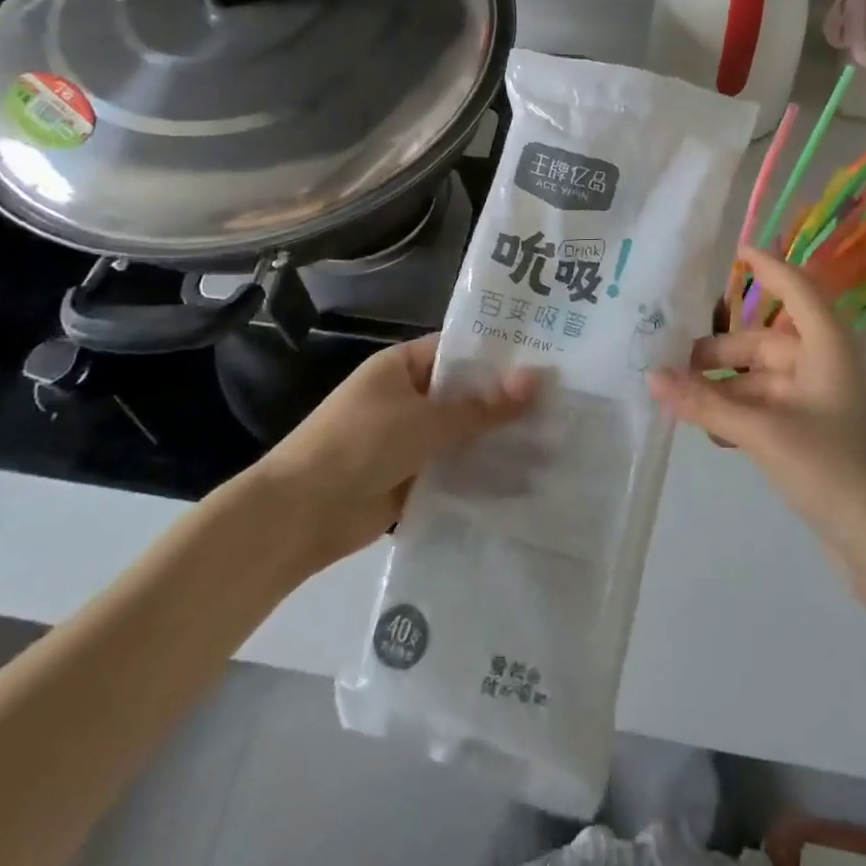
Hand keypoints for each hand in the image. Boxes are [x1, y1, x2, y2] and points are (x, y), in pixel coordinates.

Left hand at [260, 336, 536, 566]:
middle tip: (565, 401)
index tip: (548, 359)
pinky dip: (481, 472)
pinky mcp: (412, 478)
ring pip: (463, 433)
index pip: (460, 350)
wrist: (300, 515)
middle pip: (465, 394)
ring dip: (497, 439)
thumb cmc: (360, 445)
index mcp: (403, 366)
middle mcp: (408, 397)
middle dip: (506, 401)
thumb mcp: (425, 420)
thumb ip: (483, 406)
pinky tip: (526, 477)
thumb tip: (538, 379)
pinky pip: (454, 468)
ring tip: (558, 438)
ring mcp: (410, 439)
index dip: (500, 354)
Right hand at [648, 246, 865, 609]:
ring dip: (725, 389)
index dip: (768, 267)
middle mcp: (827, 370)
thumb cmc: (838, 472)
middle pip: (766, 343)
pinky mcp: (819, 444)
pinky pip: (771, 415)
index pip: (797, 289)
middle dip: (720, 352)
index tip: (734, 251)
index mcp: (829, 349)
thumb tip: (651, 378)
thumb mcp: (765, 433)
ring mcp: (824, 409)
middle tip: (671, 362)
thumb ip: (707, 404)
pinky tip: (710, 433)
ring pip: (764, 383)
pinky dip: (740, 417)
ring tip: (680, 399)